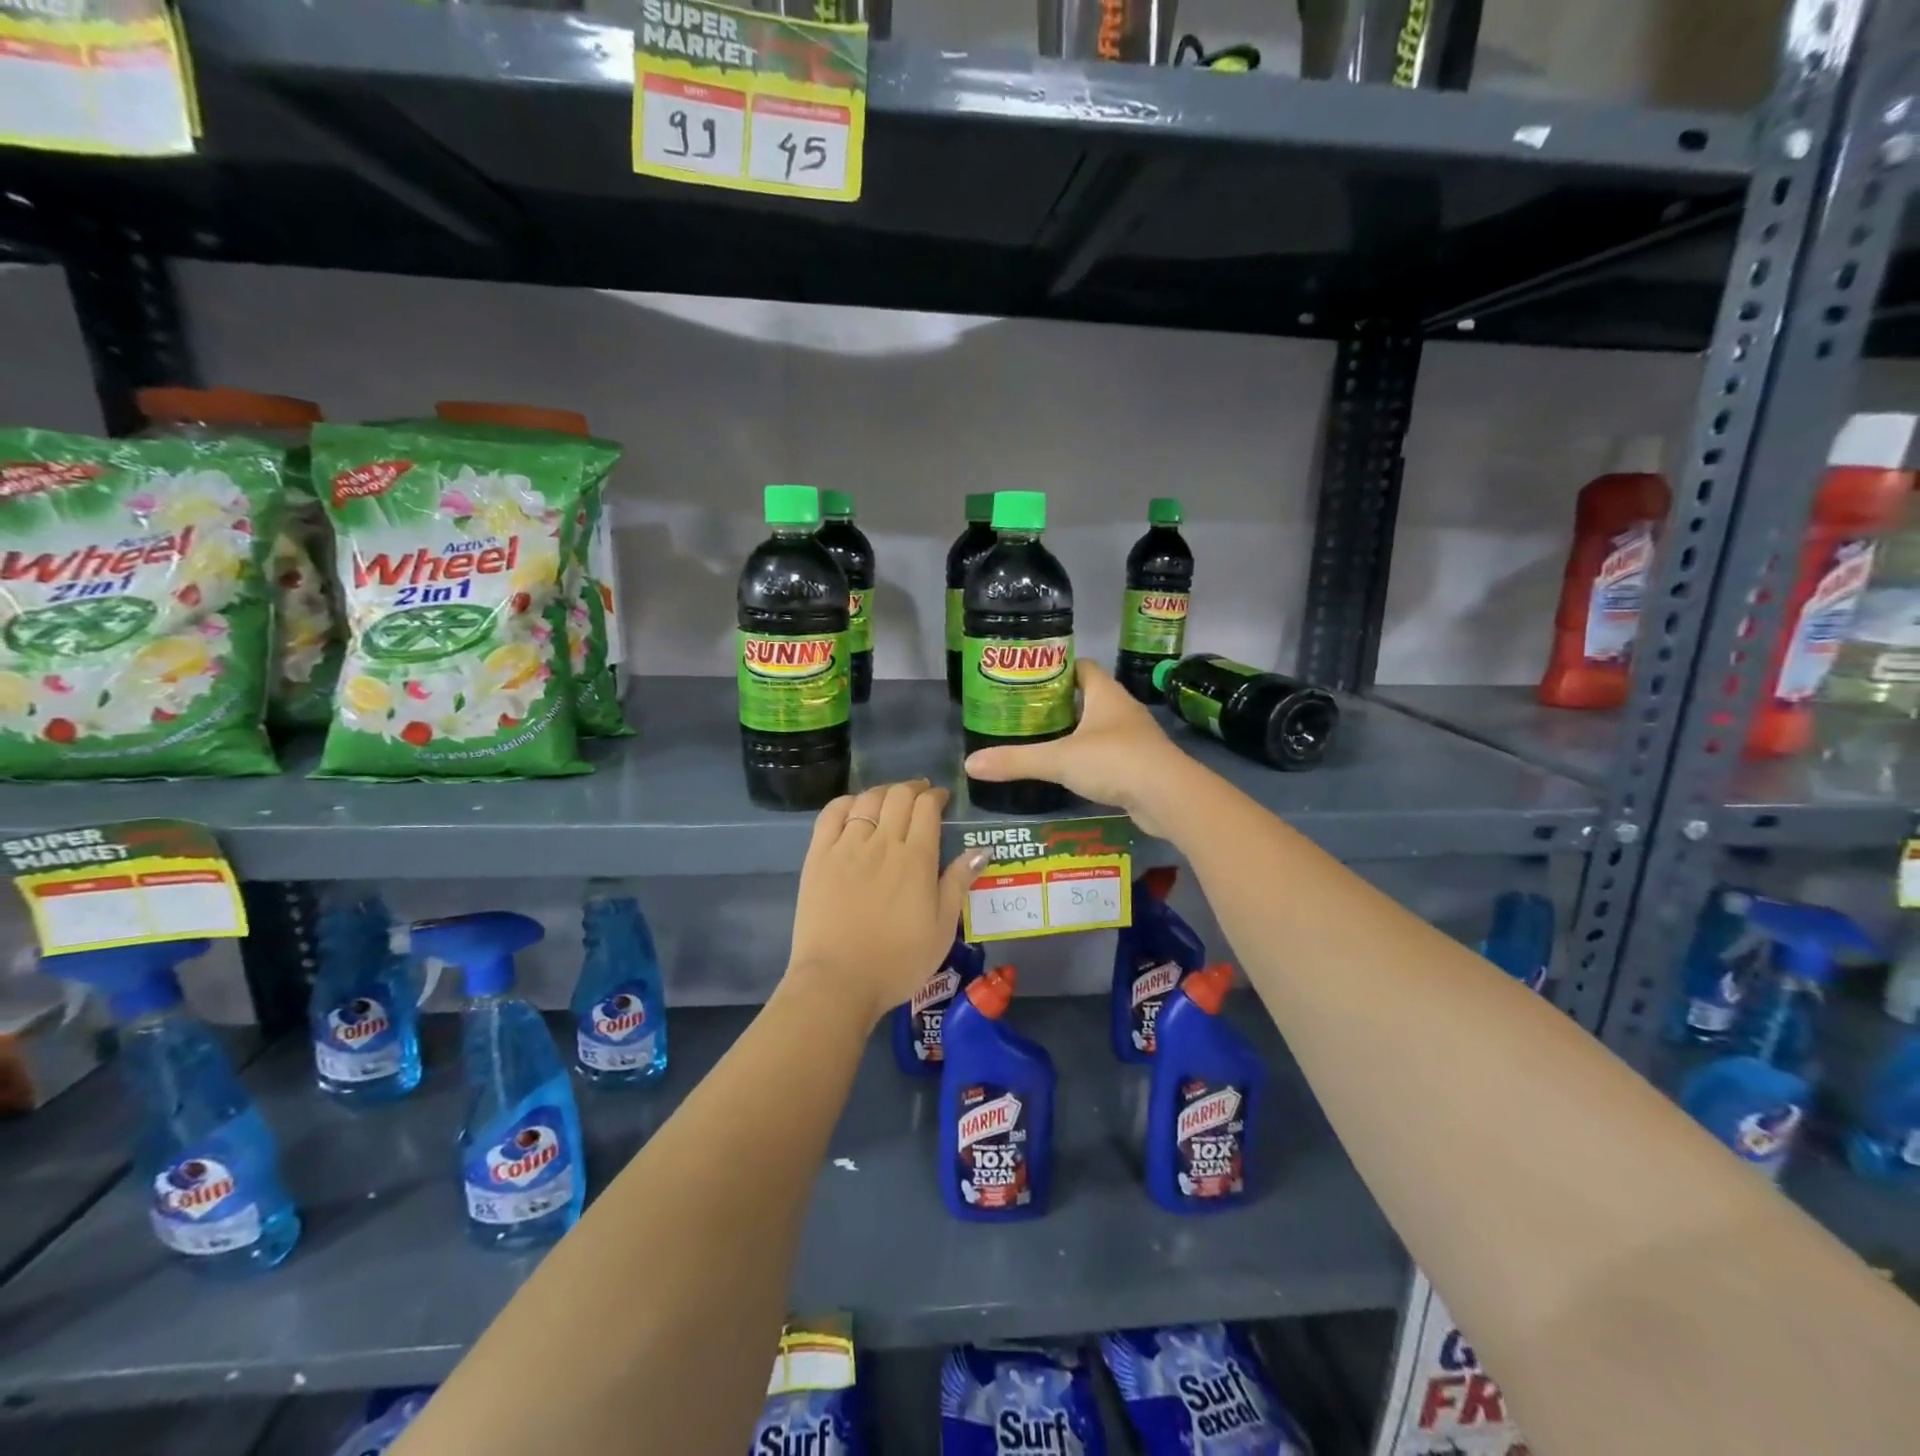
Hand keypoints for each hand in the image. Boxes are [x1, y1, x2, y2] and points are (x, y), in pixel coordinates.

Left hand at [786, 779, 990, 1026]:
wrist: (838, 981)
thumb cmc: (898, 961)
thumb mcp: (942, 928)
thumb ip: (959, 883)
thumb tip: (981, 849)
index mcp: (916, 858)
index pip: (927, 808)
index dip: (936, 796)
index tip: (941, 799)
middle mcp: (882, 842)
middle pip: (898, 796)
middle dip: (913, 788)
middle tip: (920, 795)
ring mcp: (846, 847)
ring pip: (866, 800)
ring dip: (883, 792)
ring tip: (890, 798)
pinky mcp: (818, 857)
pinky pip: (831, 815)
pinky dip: (846, 803)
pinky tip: (854, 807)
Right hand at [963, 660, 1188, 836]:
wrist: (1169, 797)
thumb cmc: (1114, 761)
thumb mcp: (1059, 759)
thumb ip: (1016, 761)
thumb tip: (970, 764)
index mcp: (1105, 694)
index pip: (1081, 666)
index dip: (1056, 667)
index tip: (1029, 678)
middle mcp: (1122, 709)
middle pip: (1088, 696)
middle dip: (1059, 703)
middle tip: (1025, 713)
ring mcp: (1134, 737)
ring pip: (1098, 727)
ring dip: (1075, 732)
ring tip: (1041, 741)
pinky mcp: (1139, 764)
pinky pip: (1108, 753)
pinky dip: (1089, 758)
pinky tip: (1068, 771)